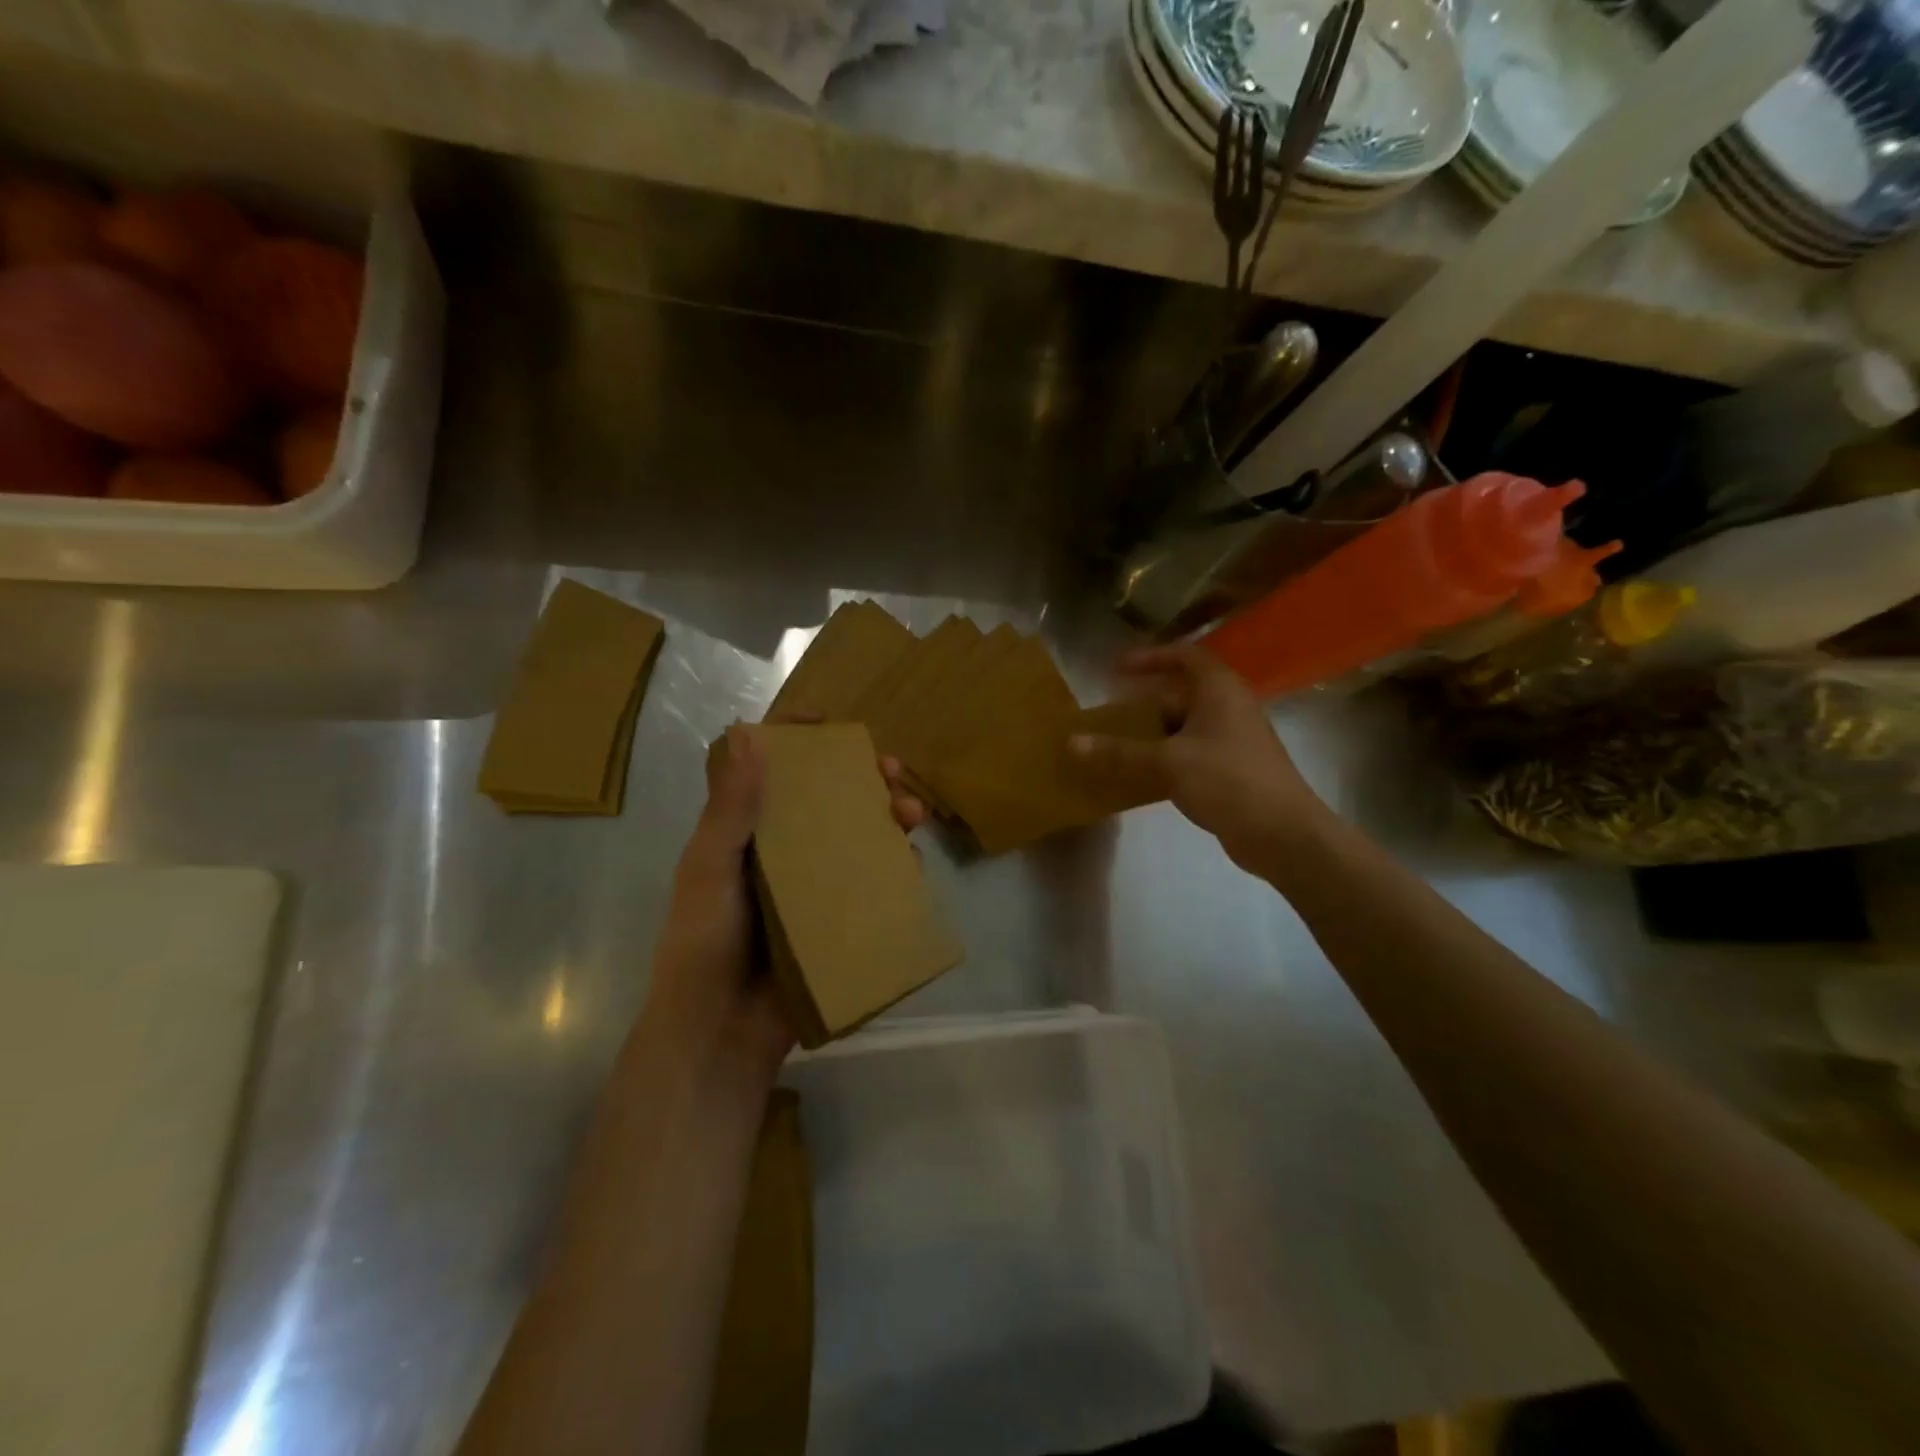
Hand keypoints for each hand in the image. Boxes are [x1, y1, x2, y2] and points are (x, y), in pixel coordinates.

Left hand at [641, 724, 925, 1084]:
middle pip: (828, 800)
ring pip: (858, 837)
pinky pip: (873, 884)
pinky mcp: (837, 919)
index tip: (829, 721)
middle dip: (864, 779)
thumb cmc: (704, 942)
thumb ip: (730, 808)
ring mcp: (813, 887)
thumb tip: (749, 733)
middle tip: (893, 771)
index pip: (772, 772)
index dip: (798, 740)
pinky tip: (911, 862)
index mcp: (746, 834)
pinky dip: (895, 867)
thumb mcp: (710, 868)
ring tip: (913, 815)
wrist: (720, 1031)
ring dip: (889, 818)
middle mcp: (783, 852)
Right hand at [1069, 644, 1330, 876]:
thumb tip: (1072, 743)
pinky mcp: (1232, 771)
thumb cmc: (1228, 782)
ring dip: (1151, 734)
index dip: (1151, 657)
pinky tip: (1139, 777)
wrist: (1284, 834)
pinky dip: (1164, 759)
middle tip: (1108, 714)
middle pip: (1181, 694)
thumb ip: (1119, 752)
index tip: (1118, 668)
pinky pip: (1190, 754)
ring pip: (1184, 727)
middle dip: (1143, 703)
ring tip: (1115, 745)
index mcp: (1219, 690)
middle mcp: (1229, 708)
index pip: (1185, 656)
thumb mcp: (1168, 763)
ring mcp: (1233, 741)